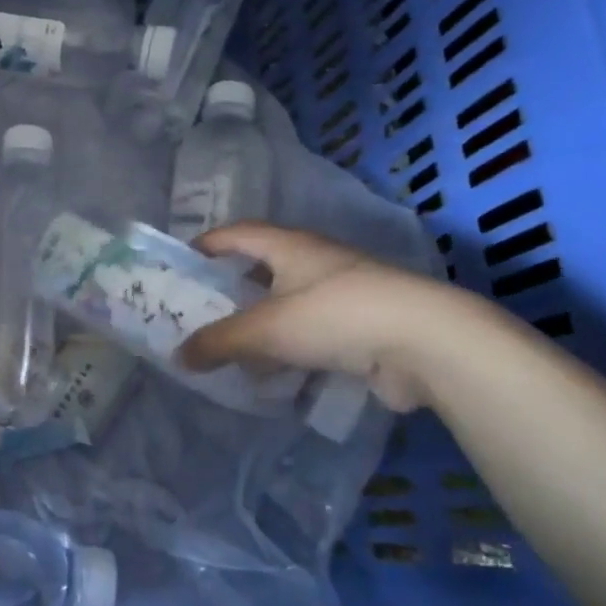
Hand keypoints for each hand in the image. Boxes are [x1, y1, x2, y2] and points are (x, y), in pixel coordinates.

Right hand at [177, 224, 469, 412]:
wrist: (427, 343)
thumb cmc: (335, 316)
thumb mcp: (265, 329)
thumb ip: (218, 342)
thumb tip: (178, 357)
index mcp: (290, 246)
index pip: (238, 233)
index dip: (209, 243)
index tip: (183, 261)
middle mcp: (317, 261)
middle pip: (265, 267)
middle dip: (234, 286)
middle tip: (203, 309)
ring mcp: (345, 293)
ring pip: (290, 302)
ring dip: (263, 322)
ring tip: (234, 346)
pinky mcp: (365, 326)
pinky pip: (314, 332)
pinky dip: (291, 348)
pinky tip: (276, 373)